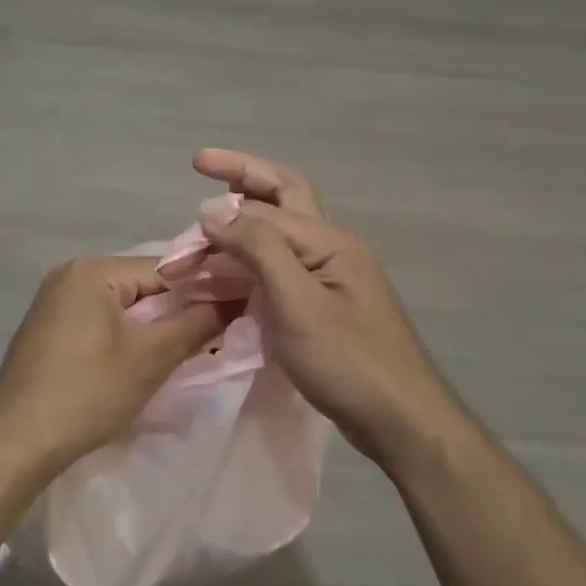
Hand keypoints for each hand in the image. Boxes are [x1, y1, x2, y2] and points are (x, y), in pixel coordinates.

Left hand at [0, 255, 228, 475]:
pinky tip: (139, 361)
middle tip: (214, 337)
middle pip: (142, 284)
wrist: (15, 443)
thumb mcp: (151, 358)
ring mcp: (55, 300)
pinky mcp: (49, 327)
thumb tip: (238, 297)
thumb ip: (197, 323)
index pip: (165, 268)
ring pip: (123, 304)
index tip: (236, 311)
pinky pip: (100, 319)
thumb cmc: (87, 393)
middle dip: (177, 310)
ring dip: (152, 326)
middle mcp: (70, 273)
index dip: (203, 290)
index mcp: (93, 268)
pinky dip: (125, 335)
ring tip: (183, 351)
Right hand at [191, 149, 464, 466]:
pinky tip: (229, 271)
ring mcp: (330, 278)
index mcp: (330, 241)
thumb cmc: (349, 362)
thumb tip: (215, 208)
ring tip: (206, 224)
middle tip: (203, 164)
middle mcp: (331, 248)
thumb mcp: (298, 303)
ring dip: (242, 224)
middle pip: (283, 197)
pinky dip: (250, 262)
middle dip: (243, 176)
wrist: (401, 422)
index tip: (184, 230)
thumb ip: (258, 249)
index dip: (223, 213)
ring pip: (279, 235)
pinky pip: (280, 269)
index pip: (267, 209)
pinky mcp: (323, 306)